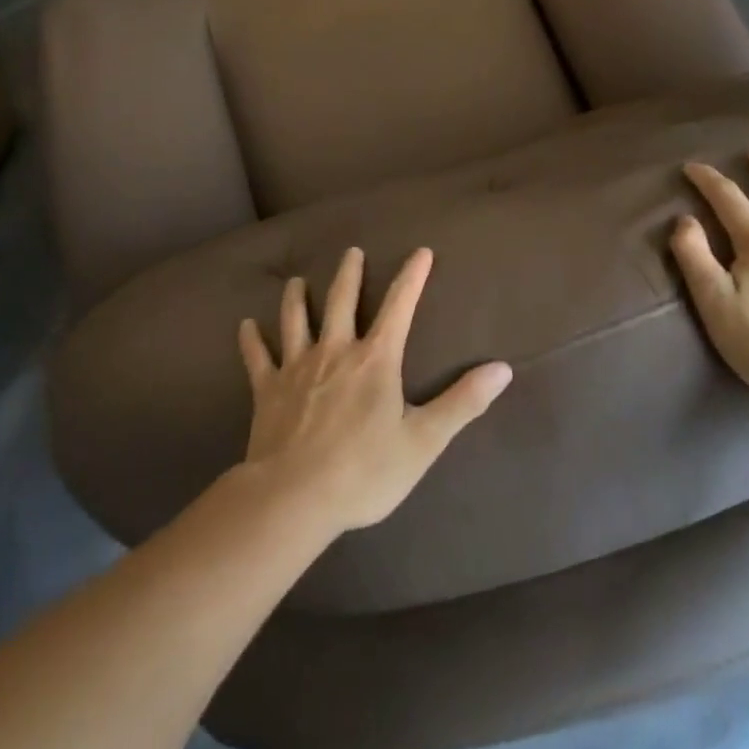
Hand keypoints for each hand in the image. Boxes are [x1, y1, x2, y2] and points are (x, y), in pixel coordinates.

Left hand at [237, 247, 512, 534]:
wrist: (294, 497)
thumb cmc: (364, 471)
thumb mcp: (423, 441)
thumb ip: (462, 403)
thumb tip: (502, 369)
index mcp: (375, 360)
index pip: (399, 306)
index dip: (412, 277)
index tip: (421, 251)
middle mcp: (335, 351)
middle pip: (341, 300)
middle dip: (348, 273)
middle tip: (351, 251)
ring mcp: (297, 366)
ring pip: (295, 319)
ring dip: (297, 297)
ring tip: (296, 281)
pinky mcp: (267, 389)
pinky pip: (257, 357)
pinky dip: (251, 339)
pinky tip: (246, 325)